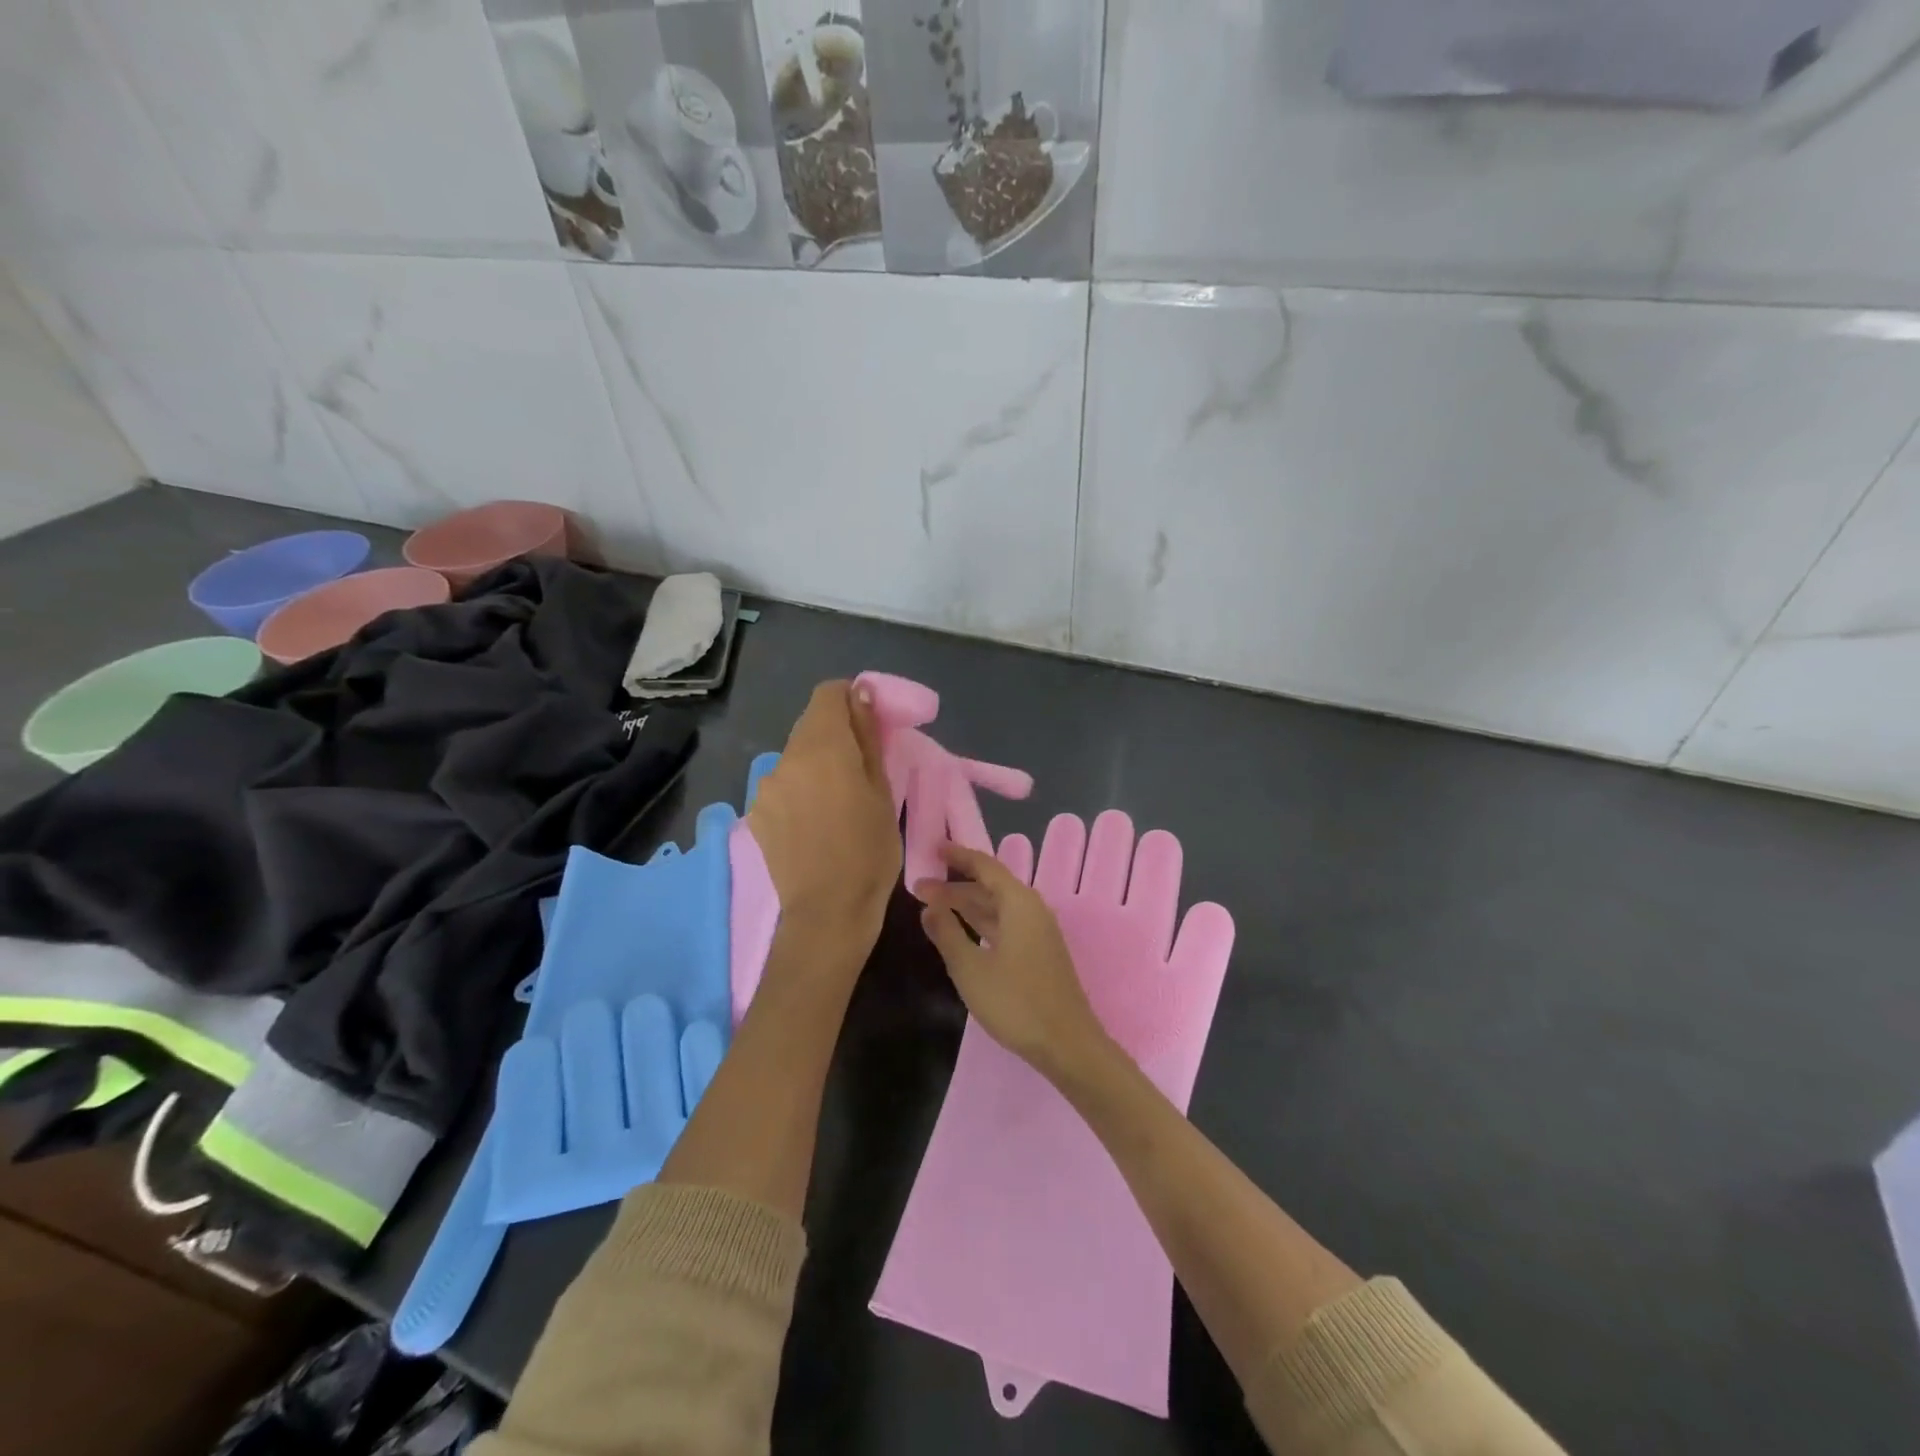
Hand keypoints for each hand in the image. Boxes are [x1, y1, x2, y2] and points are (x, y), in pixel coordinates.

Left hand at [747, 680, 900, 974]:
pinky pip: (784, 784)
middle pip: (811, 724)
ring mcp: (766, 786)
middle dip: (837, 734)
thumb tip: (861, 695)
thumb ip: (868, 738)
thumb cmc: (869, 852)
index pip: (828, 693)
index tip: (870, 724)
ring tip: (839, 801)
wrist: (827, 912)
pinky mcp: (757, 812)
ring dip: (818, 764)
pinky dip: (801, 789)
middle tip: (862, 767)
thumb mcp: (882, 792)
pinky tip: (815, 822)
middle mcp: (787, 758)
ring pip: (796, 756)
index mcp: (823, 747)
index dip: (850, 700)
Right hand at [916, 843, 1107, 1081]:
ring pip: (997, 908)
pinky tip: (962, 932)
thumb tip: (929, 905)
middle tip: (920, 888)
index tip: (934, 847)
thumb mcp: (970, 968)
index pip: (985, 866)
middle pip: (990, 887)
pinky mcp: (1039, 953)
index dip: (959, 855)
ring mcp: (1038, 933)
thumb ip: (947, 933)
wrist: (1066, 1044)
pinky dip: (981, 922)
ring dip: (966, 905)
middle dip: (955, 885)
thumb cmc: (1016, 1002)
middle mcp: (1032, 910)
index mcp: (1019, 904)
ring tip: (932, 907)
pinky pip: (1005, 924)